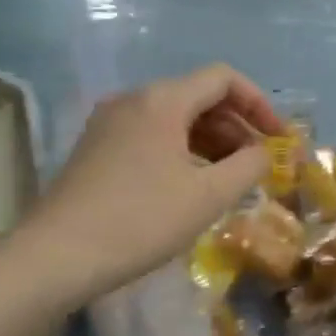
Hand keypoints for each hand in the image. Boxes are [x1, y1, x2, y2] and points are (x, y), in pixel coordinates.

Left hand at [31, 65, 283, 299]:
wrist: (57, 256)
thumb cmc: (141, 220)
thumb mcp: (209, 196)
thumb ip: (249, 166)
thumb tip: (264, 152)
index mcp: (162, 100)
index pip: (223, 79)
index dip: (259, 103)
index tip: (278, 139)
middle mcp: (134, 99)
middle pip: (198, 96)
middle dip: (236, 126)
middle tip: (256, 164)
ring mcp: (109, 122)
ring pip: (174, 117)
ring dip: (210, 140)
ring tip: (229, 178)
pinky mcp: (96, 148)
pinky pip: (151, 135)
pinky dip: (181, 150)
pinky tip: (190, 184)